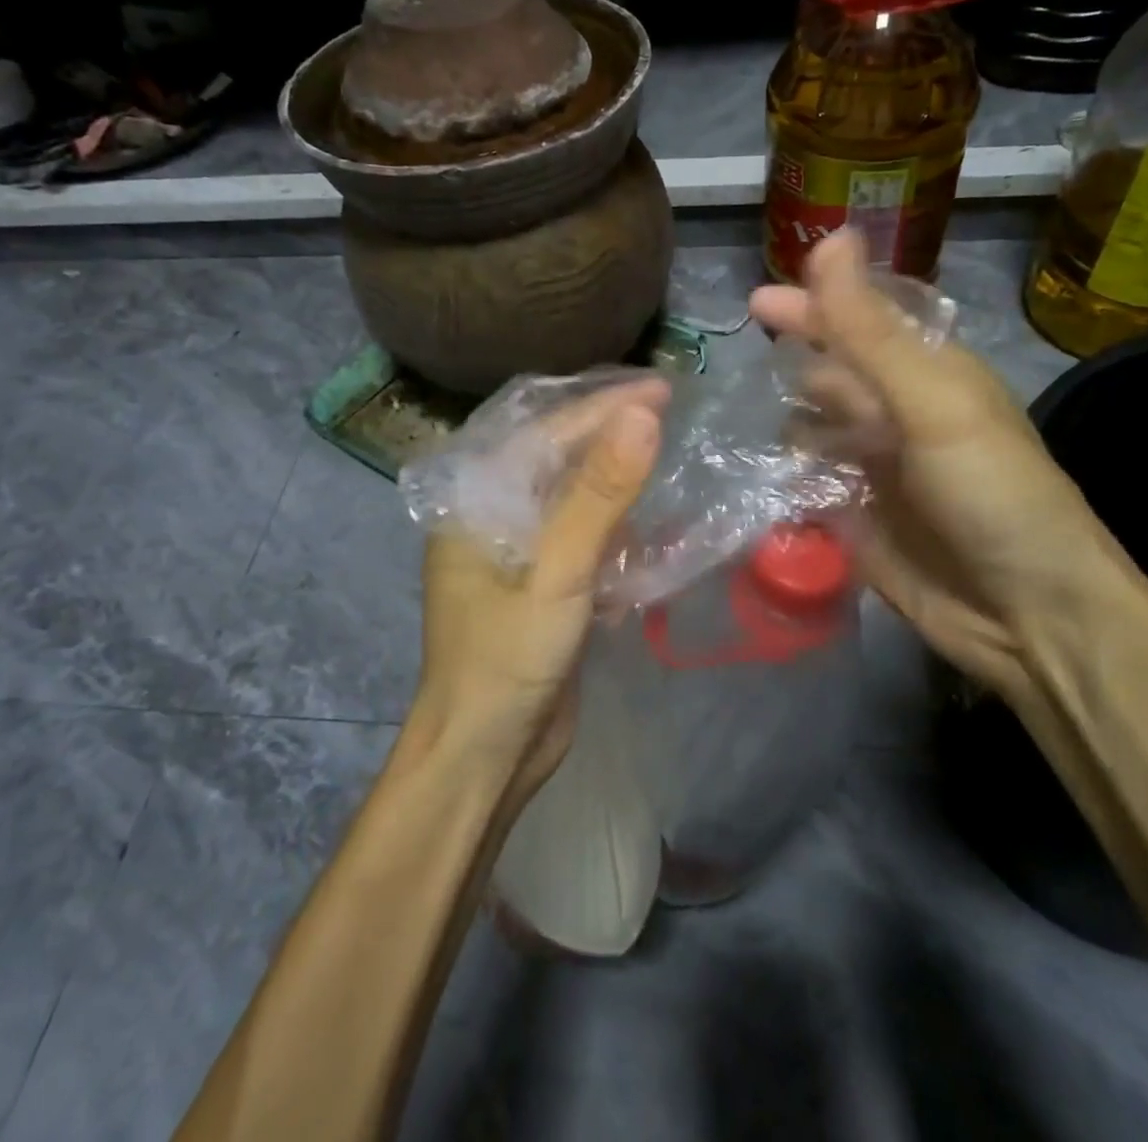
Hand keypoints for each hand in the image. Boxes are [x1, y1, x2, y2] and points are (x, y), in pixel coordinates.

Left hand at [412, 381, 664, 794]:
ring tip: (670, 455)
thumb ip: (599, 495)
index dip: (604, 406)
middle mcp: (492, 516)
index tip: (663, 389)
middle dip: (612, 435)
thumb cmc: (507, 661)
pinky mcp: (544, 584)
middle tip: (672, 413)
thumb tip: (643, 414)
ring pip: (575, 497)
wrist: (486, 758)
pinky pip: (584, 538)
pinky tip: (654, 523)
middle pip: (558, 458)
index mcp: (475, 499)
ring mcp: (519, 552)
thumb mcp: (558, 573)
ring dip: (619, 479)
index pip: (545, 432)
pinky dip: (618, 528)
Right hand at [750, 232, 1137, 707]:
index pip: (861, 325)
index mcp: (925, 378)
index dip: (814, 306)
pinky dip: (777, 480)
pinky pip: (803, 490)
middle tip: (731, 367)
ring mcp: (872, 474)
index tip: (757, 301)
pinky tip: (741, 476)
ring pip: (811, 433)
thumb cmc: (992, 493)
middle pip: (830, 378)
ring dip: (776, 423)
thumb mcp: (933, 403)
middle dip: (788, 366)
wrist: (1028, 615)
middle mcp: (896, 419)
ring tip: (727, 421)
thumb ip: (870, 330)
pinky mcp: (852, 524)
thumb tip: (831, 238)